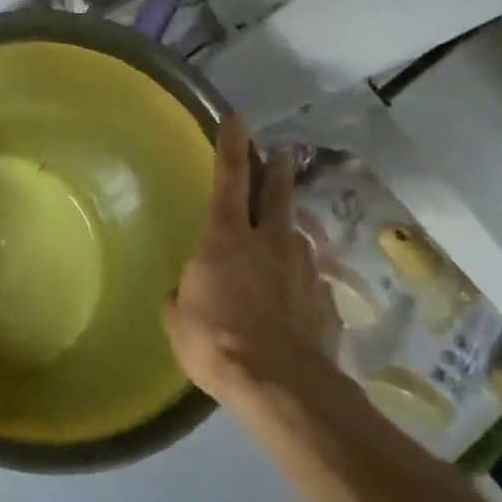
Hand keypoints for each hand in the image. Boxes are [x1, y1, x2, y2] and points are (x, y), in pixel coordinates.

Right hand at [164, 113, 337, 414]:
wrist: (283, 385)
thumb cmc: (216, 341)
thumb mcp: (177, 317)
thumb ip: (183, 292)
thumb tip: (186, 288)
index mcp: (226, 237)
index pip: (229, 177)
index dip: (231, 145)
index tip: (237, 117)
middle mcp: (269, 241)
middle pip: (276, 192)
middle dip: (277, 168)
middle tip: (281, 152)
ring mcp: (302, 267)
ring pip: (296, 233)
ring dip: (288, 225)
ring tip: (283, 230)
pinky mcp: (324, 297)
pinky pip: (307, 274)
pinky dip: (297, 273)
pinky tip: (292, 290)